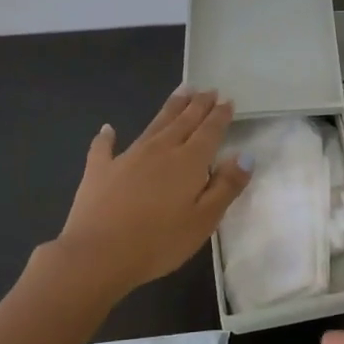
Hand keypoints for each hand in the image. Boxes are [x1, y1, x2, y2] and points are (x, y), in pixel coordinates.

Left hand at [55, 89, 251, 294]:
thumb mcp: (204, 220)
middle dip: (198, 105)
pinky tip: (108, 129)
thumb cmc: (159, 242)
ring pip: (154, 125)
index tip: (227, 100)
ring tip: (181, 92)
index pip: (209, 131)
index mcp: (188, 162)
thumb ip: (226, 186)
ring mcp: (127, 157)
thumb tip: (245, 155)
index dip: (220, 115)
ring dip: (170, 108)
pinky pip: (104, 147)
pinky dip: (107, 137)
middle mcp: (160, 150)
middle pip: (183, 121)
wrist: (98, 254)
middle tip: (208, 89)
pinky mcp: (99, 170)